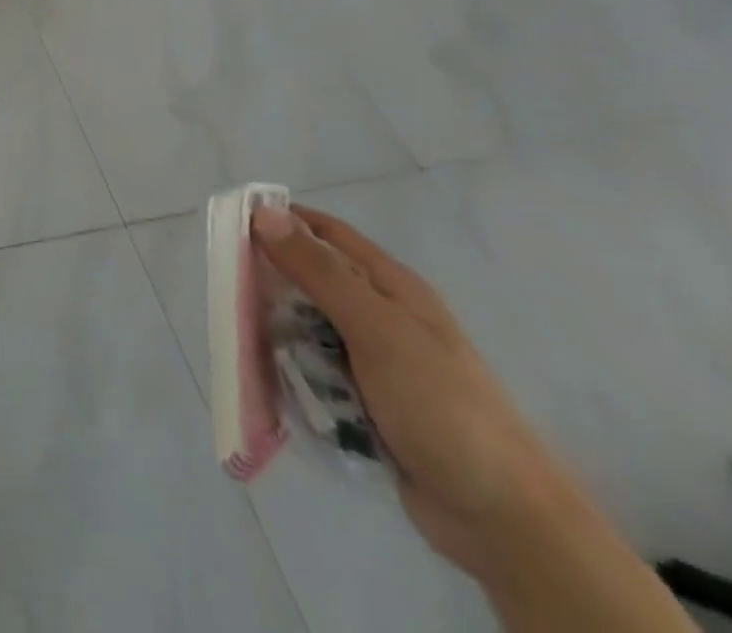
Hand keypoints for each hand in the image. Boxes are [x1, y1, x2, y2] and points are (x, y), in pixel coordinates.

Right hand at [252, 205, 694, 631]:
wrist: (503, 520)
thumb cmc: (441, 405)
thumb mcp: (375, 329)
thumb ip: (318, 271)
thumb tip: (263, 211)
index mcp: (390, 287)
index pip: (326, 232)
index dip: (280, 221)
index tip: (230, 224)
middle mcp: (380, 316)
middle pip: (309, 281)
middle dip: (270, 284)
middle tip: (229, 292)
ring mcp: (373, 362)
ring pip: (306, 329)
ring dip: (278, 336)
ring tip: (245, 345)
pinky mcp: (365, 403)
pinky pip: (315, 374)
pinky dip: (292, 376)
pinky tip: (270, 384)